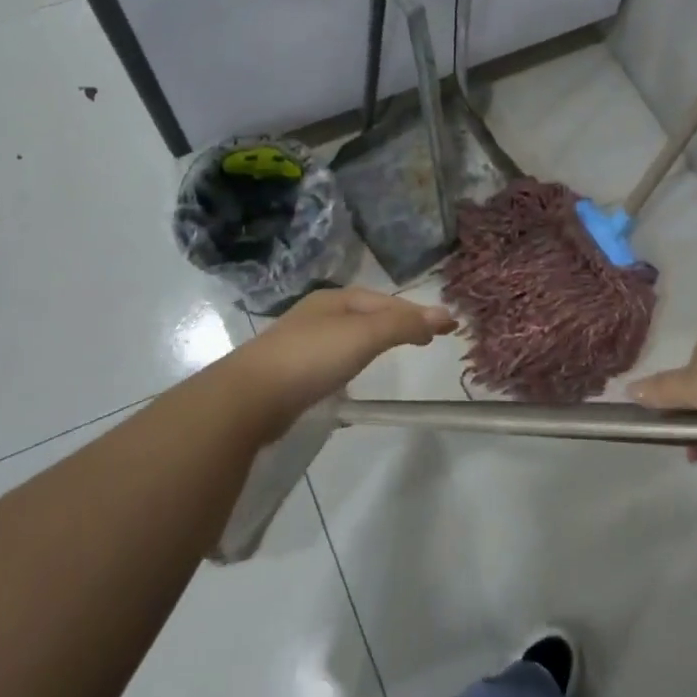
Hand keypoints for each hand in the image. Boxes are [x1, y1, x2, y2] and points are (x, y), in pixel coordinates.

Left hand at [229, 287, 454, 433]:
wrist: (249, 397)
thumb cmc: (311, 357)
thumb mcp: (363, 335)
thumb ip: (403, 325)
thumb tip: (445, 314)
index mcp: (334, 299)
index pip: (386, 301)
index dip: (417, 312)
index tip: (446, 329)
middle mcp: (318, 314)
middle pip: (368, 314)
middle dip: (398, 323)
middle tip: (427, 340)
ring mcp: (302, 341)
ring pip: (350, 336)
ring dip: (376, 341)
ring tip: (397, 353)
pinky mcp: (293, 369)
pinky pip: (334, 357)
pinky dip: (354, 360)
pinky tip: (355, 375)